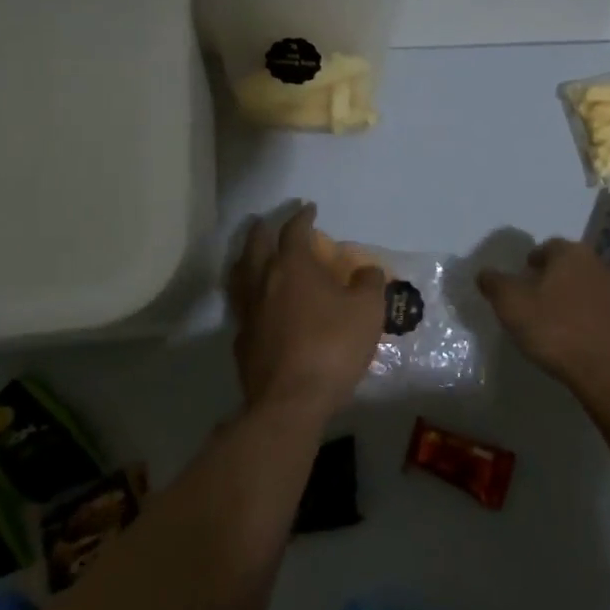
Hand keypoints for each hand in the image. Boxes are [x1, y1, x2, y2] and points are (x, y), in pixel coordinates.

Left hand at [228, 204, 384, 418]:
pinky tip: (257, 304)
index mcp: (293, 267)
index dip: (302, 217)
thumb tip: (366, 270)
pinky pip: (242, 307)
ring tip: (253, 255)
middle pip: (256, 246)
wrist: (292, 400)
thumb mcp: (368, 310)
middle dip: (264, 230)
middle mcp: (264, 282)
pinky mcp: (242, 341)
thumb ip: (369, 283)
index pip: (294, 231)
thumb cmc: (333, 346)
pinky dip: (249, 295)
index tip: (308, 208)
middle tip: (269, 222)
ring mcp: (248, 312)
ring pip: (240, 275)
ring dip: (247, 259)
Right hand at [478, 238, 609, 396]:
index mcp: (571, 254)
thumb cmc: (556, 330)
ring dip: (574, 297)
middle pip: (571, 265)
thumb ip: (495, 285)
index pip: (548, 247)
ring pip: (589, 286)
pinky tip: (581, 337)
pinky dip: (591, 317)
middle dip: (554, 278)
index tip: (522, 280)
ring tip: (558, 320)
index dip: (532, 262)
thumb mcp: (512, 306)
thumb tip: (484, 273)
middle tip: (537, 299)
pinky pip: (604, 310)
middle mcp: (599, 263)